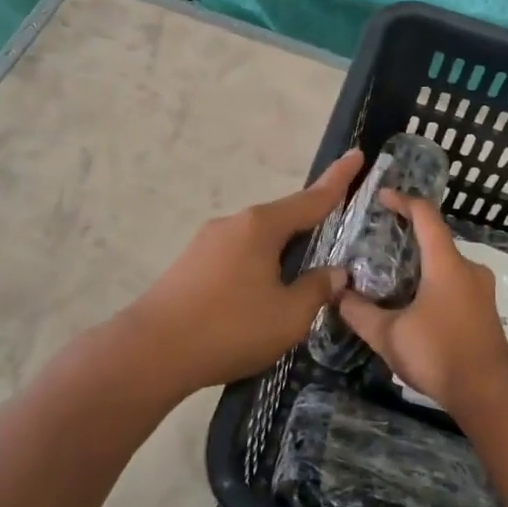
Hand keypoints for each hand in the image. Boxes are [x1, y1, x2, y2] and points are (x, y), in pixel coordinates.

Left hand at [118, 149, 362, 394]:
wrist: (150, 352)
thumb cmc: (229, 327)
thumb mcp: (288, 316)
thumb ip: (317, 290)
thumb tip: (335, 273)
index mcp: (261, 226)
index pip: (312, 199)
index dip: (339, 180)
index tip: (357, 154)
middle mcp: (234, 224)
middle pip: (283, 219)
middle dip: (309, 227)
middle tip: (333, 240)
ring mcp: (206, 242)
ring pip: (258, 241)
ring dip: (280, 254)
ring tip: (296, 285)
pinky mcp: (189, 265)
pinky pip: (237, 257)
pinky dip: (257, 267)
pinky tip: (258, 298)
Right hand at [337, 192, 507, 412]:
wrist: (489, 394)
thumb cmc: (438, 354)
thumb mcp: (388, 335)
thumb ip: (359, 312)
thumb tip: (336, 293)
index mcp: (446, 263)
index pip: (425, 215)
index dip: (402, 201)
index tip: (381, 197)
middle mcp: (468, 268)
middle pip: (437, 238)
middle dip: (408, 235)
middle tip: (378, 240)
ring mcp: (481, 289)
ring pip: (446, 263)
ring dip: (420, 262)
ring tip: (391, 273)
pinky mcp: (484, 309)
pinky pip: (455, 282)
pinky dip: (432, 281)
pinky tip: (413, 301)